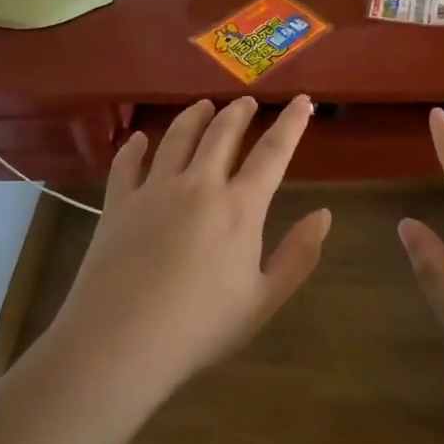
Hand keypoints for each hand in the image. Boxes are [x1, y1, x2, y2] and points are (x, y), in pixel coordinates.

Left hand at [44, 97, 330, 404]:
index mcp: (239, 207)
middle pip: (222, 133)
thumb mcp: (262, 301)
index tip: (301, 100)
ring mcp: (154, 190)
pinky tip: (139, 139)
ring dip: (195, 116)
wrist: (120, 343)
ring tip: (204, 105)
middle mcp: (199, 185)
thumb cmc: (200, 328)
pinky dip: (135, 146)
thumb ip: (298, 256)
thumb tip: (324, 214)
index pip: (273, 152)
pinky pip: (127, 163)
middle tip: (247, 101)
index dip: (291, 123)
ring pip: (178, 137)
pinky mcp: (118, 203)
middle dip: (239, 112)